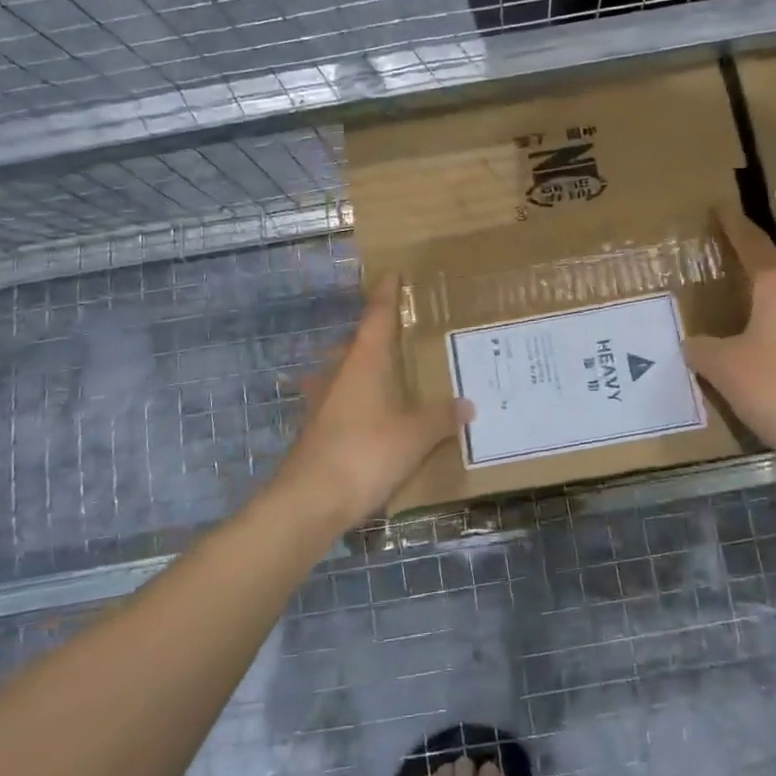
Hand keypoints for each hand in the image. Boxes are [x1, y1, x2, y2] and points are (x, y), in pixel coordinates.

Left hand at [273, 275, 472, 529]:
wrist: (309, 501)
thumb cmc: (365, 453)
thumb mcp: (416, 435)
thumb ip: (441, 417)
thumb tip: (467, 404)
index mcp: (365, 361)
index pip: (377, 316)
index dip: (386, 294)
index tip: (393, 273)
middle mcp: (339, 373)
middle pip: (357, 343)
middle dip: (376, 336)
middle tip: (402, 335)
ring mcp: (321, 402)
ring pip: (344, 373)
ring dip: (363, 370)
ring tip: (389, 377)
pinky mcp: (314, 430)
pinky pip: (339, 402)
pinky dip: (357, 402)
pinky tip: (371, 419)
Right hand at [684, 209, 775, 475]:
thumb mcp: (724, 367)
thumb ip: (702, 349)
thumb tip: (692, 343)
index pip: (753, 247)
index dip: (734, 227)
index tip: (722, 208)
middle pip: (775, 278)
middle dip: (750, 277)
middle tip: (724, 279)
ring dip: (766, 312)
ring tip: (740, 324)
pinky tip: (765, 362)